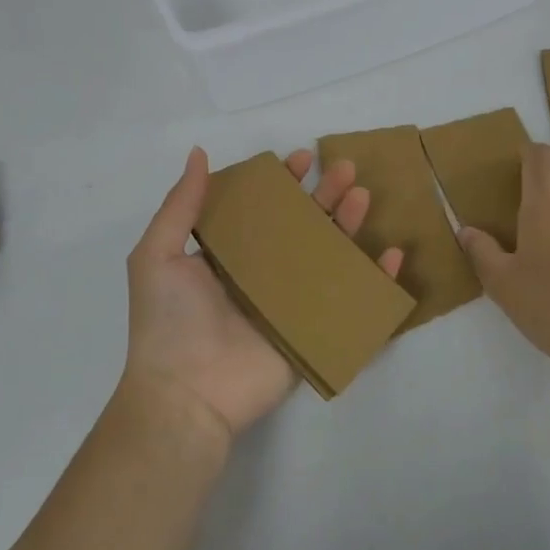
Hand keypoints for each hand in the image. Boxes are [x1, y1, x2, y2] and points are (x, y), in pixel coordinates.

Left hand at [123, 147, 404, 443]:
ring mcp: (292, 303)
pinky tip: (391, 254)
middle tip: (347, 169)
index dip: (284, 183)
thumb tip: (198, 153)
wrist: (186, 396)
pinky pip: (351, 300)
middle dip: (326, 195)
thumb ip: (181, 205)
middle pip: (304, 226)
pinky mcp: (314, 331)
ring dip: (350, 224)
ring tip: (363, 196)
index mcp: (230, 255)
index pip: (264, 209)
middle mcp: (264, 274)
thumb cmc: (169, 322)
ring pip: (330, 255)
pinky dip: (375, 278)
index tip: (303, 158)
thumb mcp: (158, 255)